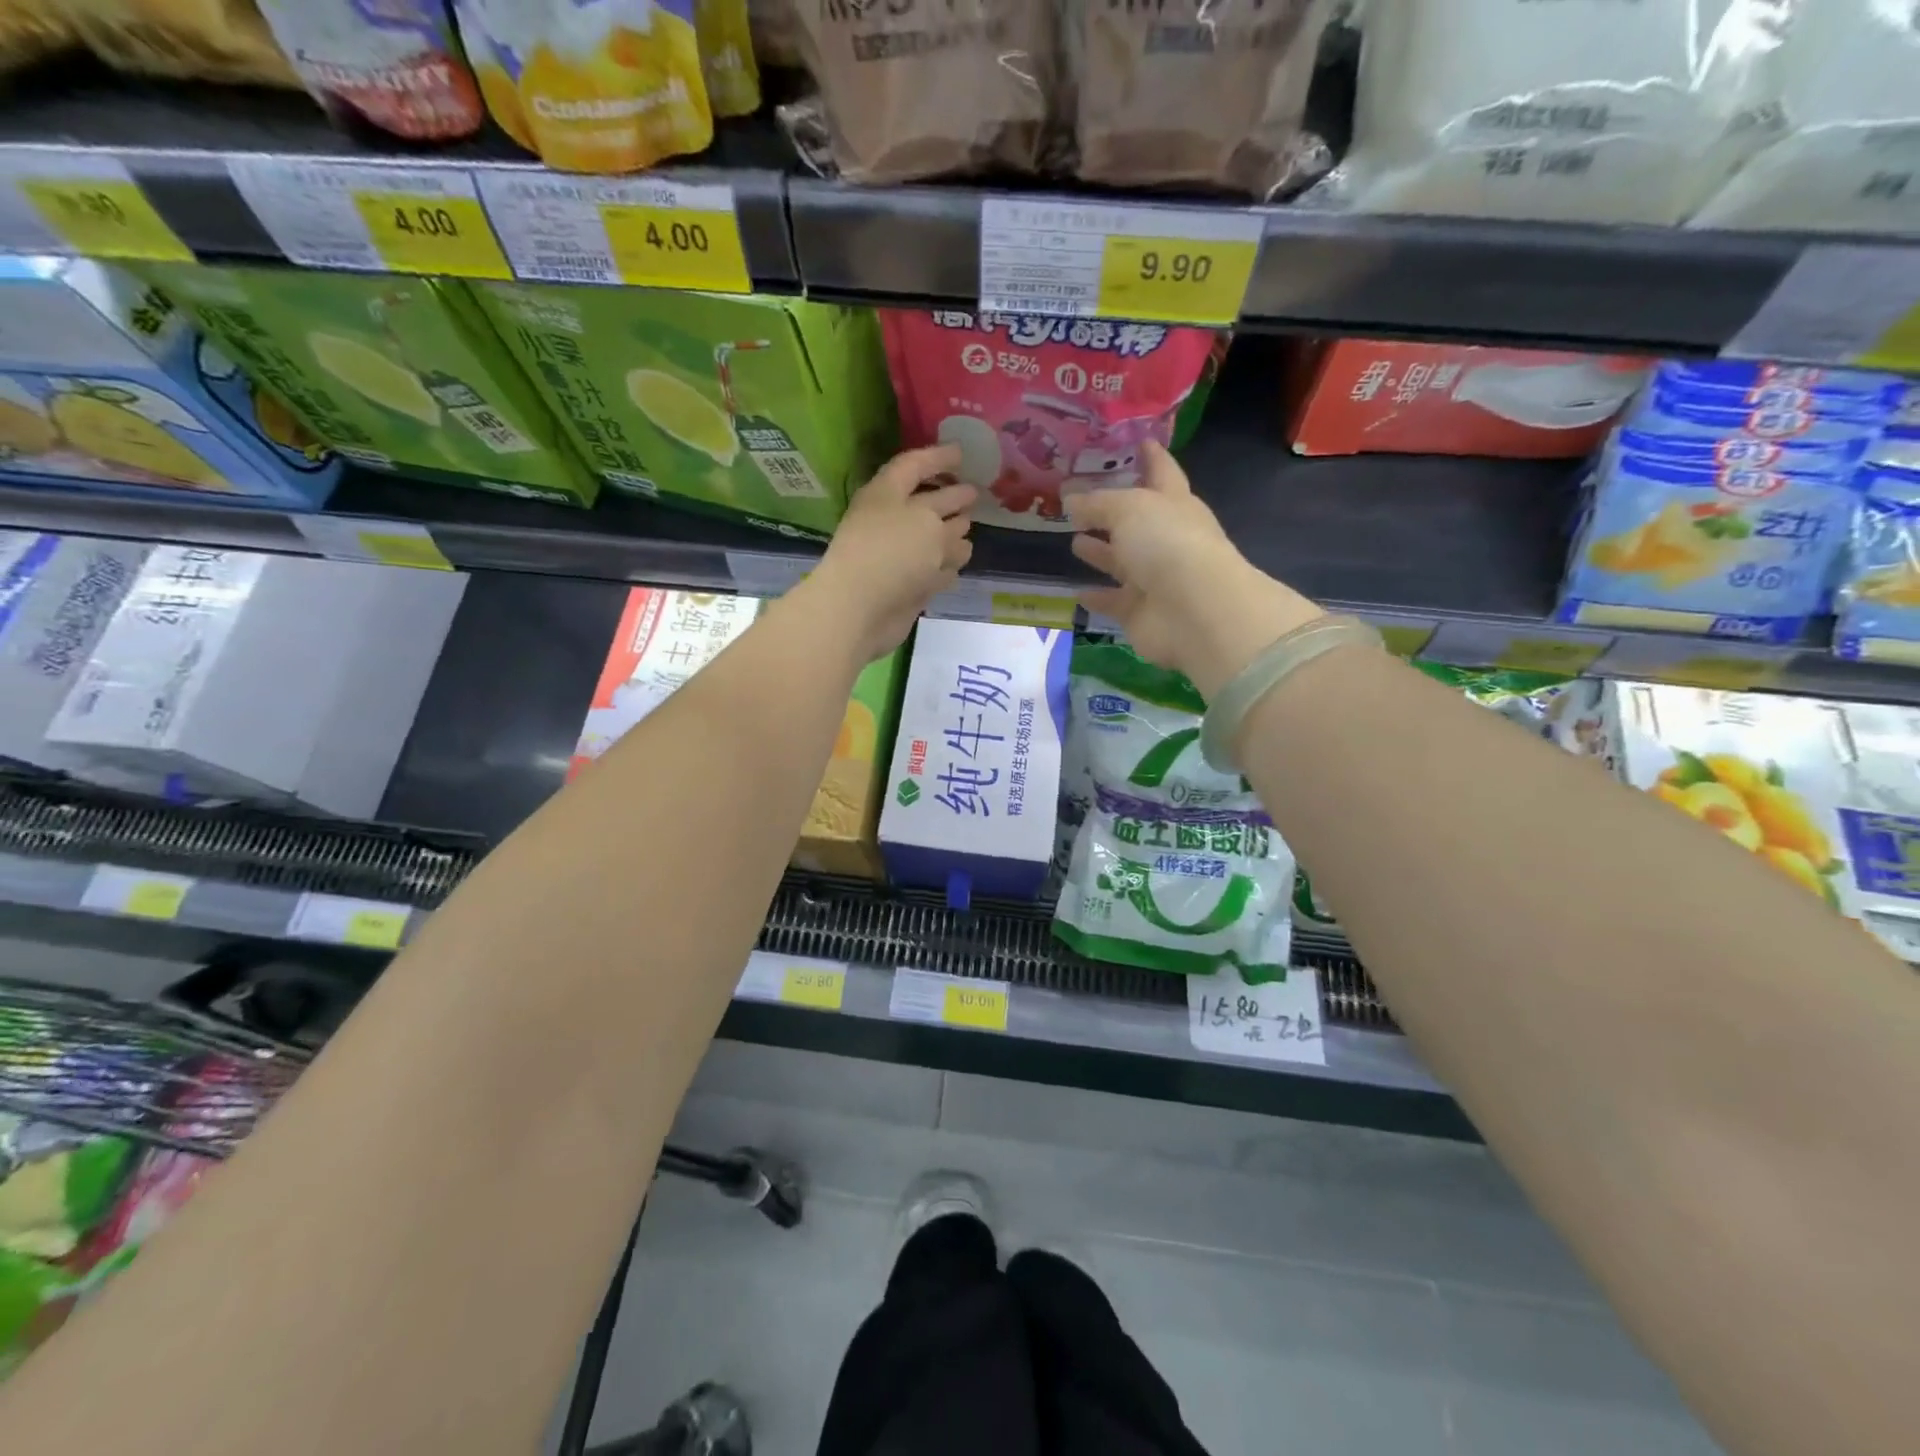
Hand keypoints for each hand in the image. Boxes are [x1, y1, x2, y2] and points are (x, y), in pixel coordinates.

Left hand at [807, 444, 975, 660]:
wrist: (860, 609)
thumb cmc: (891, 553)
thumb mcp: (926, 523)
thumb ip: (946, 523)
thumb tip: (957, 534)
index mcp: (888, 495)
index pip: (914, 467)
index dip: (938, 458)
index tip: (964, 453)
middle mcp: (892, 522)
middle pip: (925, 505)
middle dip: (950, 497)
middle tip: (975, 493)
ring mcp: (898, 558)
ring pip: (930, 542)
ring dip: (950, 537)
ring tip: (970, 531)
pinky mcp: (906, 590)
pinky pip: (931, 574)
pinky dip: (943, 570)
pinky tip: (957, 567)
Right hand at [1068, 441, 1322, 698]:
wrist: (1193, 611)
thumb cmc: (1167, 543)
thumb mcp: (1127, 509)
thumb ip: (1096, 503)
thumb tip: (1070, 499)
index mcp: (1173, 503)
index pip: (1161, 471)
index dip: (1149, 456)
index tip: (1137, 441)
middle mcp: (1166, 538)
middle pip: (1136, 520)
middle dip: (1112, 511)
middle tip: (1081, 501)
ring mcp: (1155, 578)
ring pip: (1122, 561)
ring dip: (1101, 552)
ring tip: (1073, 541)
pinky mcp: (1141, 612)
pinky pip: (1114, 601)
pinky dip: (1098, 596)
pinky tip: (1077, 591)